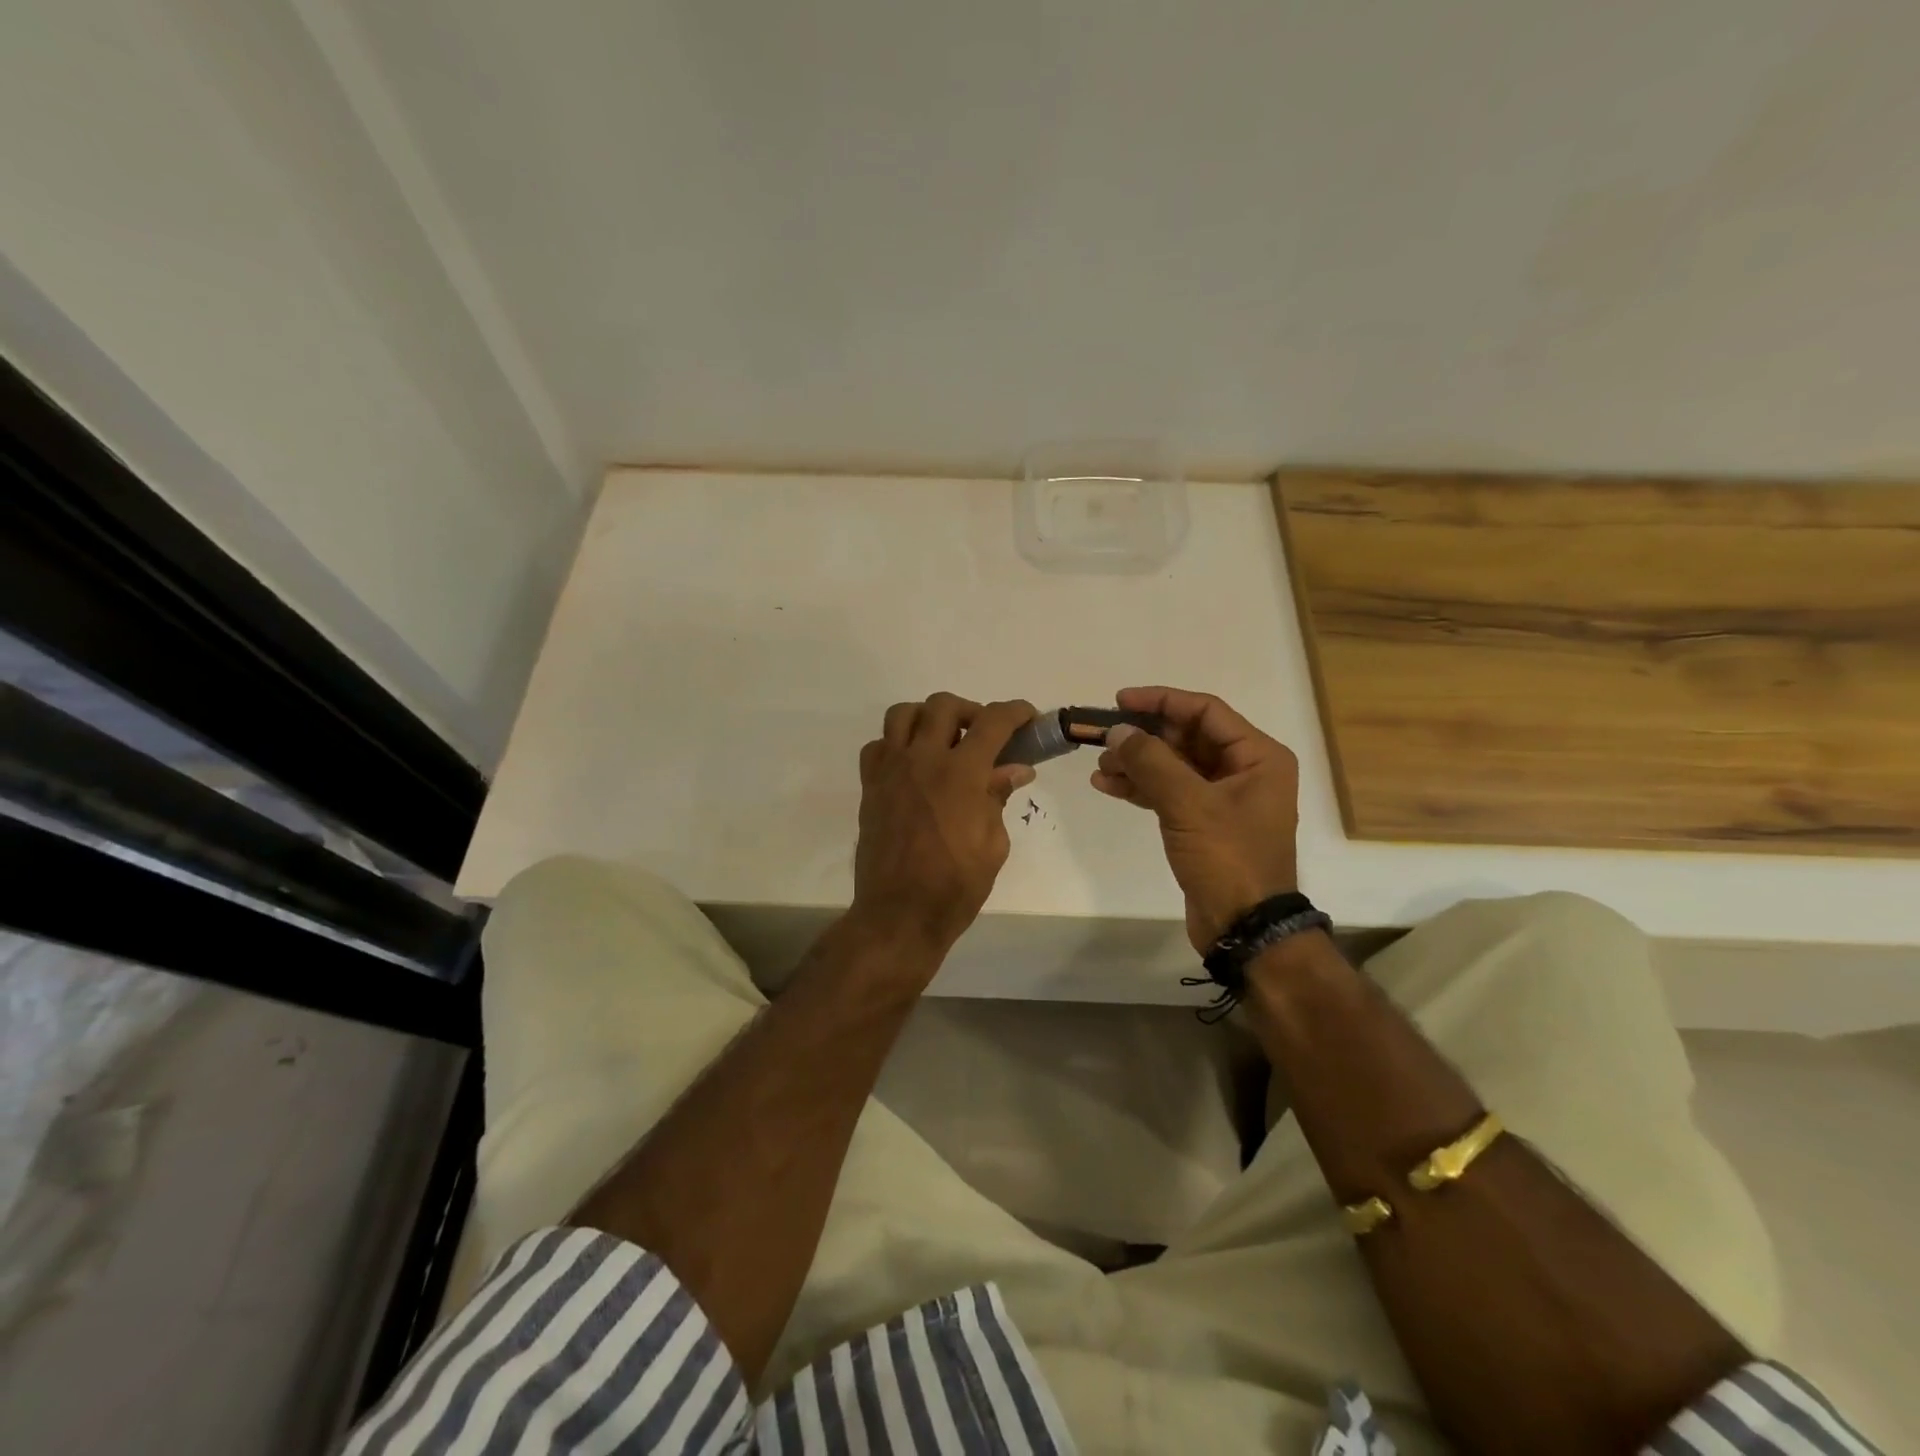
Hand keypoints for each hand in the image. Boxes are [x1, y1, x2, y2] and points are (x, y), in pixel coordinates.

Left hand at [851, 694, 1037, 956]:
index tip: (1027, 717)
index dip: (1016, 711)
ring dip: (928, 718)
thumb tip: (1015, 769)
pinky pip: (878, 745)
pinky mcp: (870, 786)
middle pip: (944, 705)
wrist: (899, 914)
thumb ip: (998, 797)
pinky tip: (912, 765)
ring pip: (903, 714)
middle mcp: (922, 759)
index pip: (993, 721)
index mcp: (961, 773)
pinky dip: (897, 744)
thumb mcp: (993, 844)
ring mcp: (891, 770)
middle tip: (984, 736)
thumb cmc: (955, 886)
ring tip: (943, 741)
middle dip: (971, 711)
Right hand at [1091, 686, 1299, 952]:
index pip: (1205, 711)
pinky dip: (1141, 787)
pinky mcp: (1204, 823)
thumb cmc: (1228, 858)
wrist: (1244, 928)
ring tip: (1100, 767)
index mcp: (1257, 756)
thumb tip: (1118, 731)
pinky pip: (1169, 792)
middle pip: (1187, 737)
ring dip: (1137, 763)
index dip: (1161, 701)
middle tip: (1103, 737)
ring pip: (1174, 765)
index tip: (1120, 701)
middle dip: (1143, 737)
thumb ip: (1150, 761)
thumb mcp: (1188, 804)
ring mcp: (1224, 798)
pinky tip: (1108, 785)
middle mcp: (1244, 770)